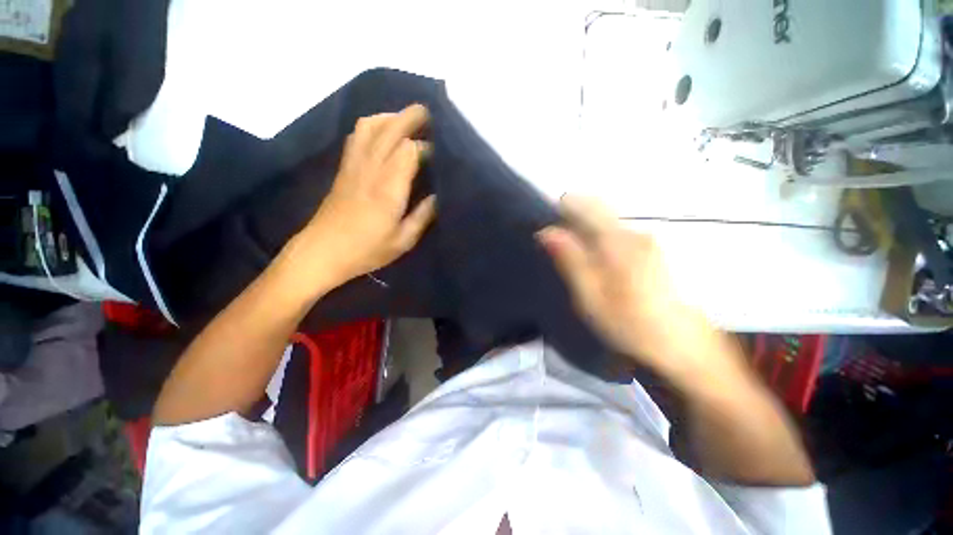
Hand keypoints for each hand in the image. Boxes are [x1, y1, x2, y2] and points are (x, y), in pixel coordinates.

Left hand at [292, 104, 436, 290]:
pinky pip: (356, 136)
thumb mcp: (403, 240)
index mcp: (388, 187)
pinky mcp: (343, 168)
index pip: (409, 150)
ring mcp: (353, 165)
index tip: (438, 154)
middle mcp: (371, 168)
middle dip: (410, 117)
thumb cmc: (367, 249)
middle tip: (428, 113)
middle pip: (390, 129)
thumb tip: (438, 196)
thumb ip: (423, 216)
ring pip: (369, 126)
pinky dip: (371, 125)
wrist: (322, 251)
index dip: (426, 147)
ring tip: (406, 121)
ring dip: (389, 117)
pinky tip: (381, 133)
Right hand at [537, 196, 736, 383]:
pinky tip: (597, 267)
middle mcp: (633, 232)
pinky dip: (598, 241)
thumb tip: (546, 231)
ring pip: (604, 222)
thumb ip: (570, 260)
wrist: (682, 345)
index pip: (582, 205)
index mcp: (617, 242)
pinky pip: (614, 234)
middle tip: (559, 252)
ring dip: (584, 234)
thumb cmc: (629, 324)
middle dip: (571, 223)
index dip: (561, 210)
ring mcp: (645, 239)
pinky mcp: (650, 249)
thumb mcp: (590, 297)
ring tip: (576, 261)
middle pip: (594, 211)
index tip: (549, 229)